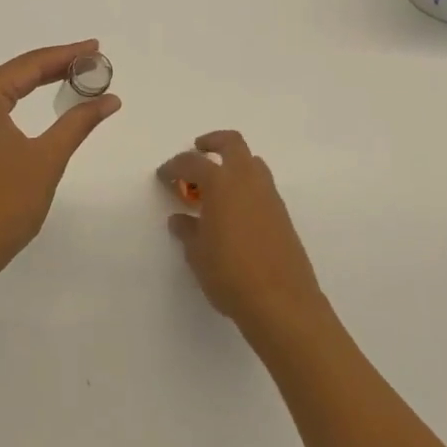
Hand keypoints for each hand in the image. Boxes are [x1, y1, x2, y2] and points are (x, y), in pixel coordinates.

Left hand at [0, 40, 121, 291]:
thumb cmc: (4, 205)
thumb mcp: (47, 159)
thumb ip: (78, 122)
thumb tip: (110, 99)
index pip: (29, 66)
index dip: (65, 55)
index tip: (96, 48)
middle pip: (16, 73)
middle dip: (54, 65)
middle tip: (92, 60)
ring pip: (5, 90)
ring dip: (38, 82)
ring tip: (75, 75)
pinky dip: (22, 101)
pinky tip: (43, 100)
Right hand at [160, 131, 324, 335]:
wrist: (282, 303)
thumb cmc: (230, 274)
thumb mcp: (197, 254)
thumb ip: (187, 230)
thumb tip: (181, 219)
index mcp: (221, 183)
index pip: (192, 162)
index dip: (174, 166)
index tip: (163, 176)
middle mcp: (247, 180)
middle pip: (232, 143)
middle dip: (212, 142)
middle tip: (198, 151)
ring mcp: (269, 196)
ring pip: (252, 162)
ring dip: (233, 164)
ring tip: (216, 186)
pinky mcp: (283, 214)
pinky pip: (262, 186)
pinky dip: (246, 187)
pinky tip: (235, 212)